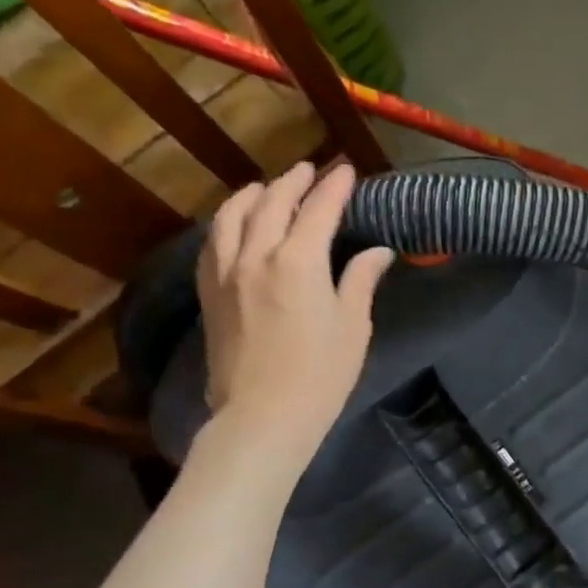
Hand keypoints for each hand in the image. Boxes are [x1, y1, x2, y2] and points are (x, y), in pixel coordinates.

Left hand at [197, 161, 392, 462]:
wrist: (263, 417)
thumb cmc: (320, 376)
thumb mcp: (353, 328)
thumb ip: (360, 281)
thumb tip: (378, 252)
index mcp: (299, 262)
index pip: (319, 210)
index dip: (335, 187)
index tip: (347, 171)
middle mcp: (256, 256)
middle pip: (272, 203)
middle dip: (294, 182)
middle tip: (312, 171)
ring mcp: (226, 273)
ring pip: (233, 216)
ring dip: (253, 195)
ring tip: (267, 187)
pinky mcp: (210, 294)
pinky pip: (213, 243)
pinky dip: (226, 222)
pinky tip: (234, 224)